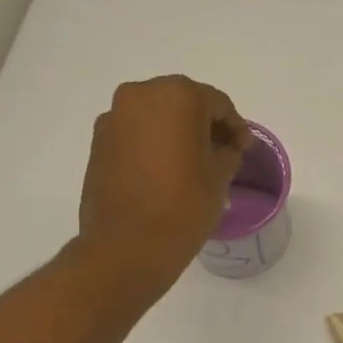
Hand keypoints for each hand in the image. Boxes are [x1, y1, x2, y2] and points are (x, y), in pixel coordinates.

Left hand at [78, 75, 251, 297]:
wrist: (126, 247)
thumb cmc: (183, 207)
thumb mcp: (220, 177)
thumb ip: (228, 152)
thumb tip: (224, 147)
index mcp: (178, 96)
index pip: (218, 103)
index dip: (236, 127)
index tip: (244, 149)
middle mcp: (141, 95)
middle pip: (183, 102)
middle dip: (204, 124)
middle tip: (221, 152)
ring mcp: (114, 117)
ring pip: (156, 116)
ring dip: (176, 133)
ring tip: (192, 163)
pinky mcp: (98, 142)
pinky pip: (135, 133)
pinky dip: (153, 144)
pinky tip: (165, 170)